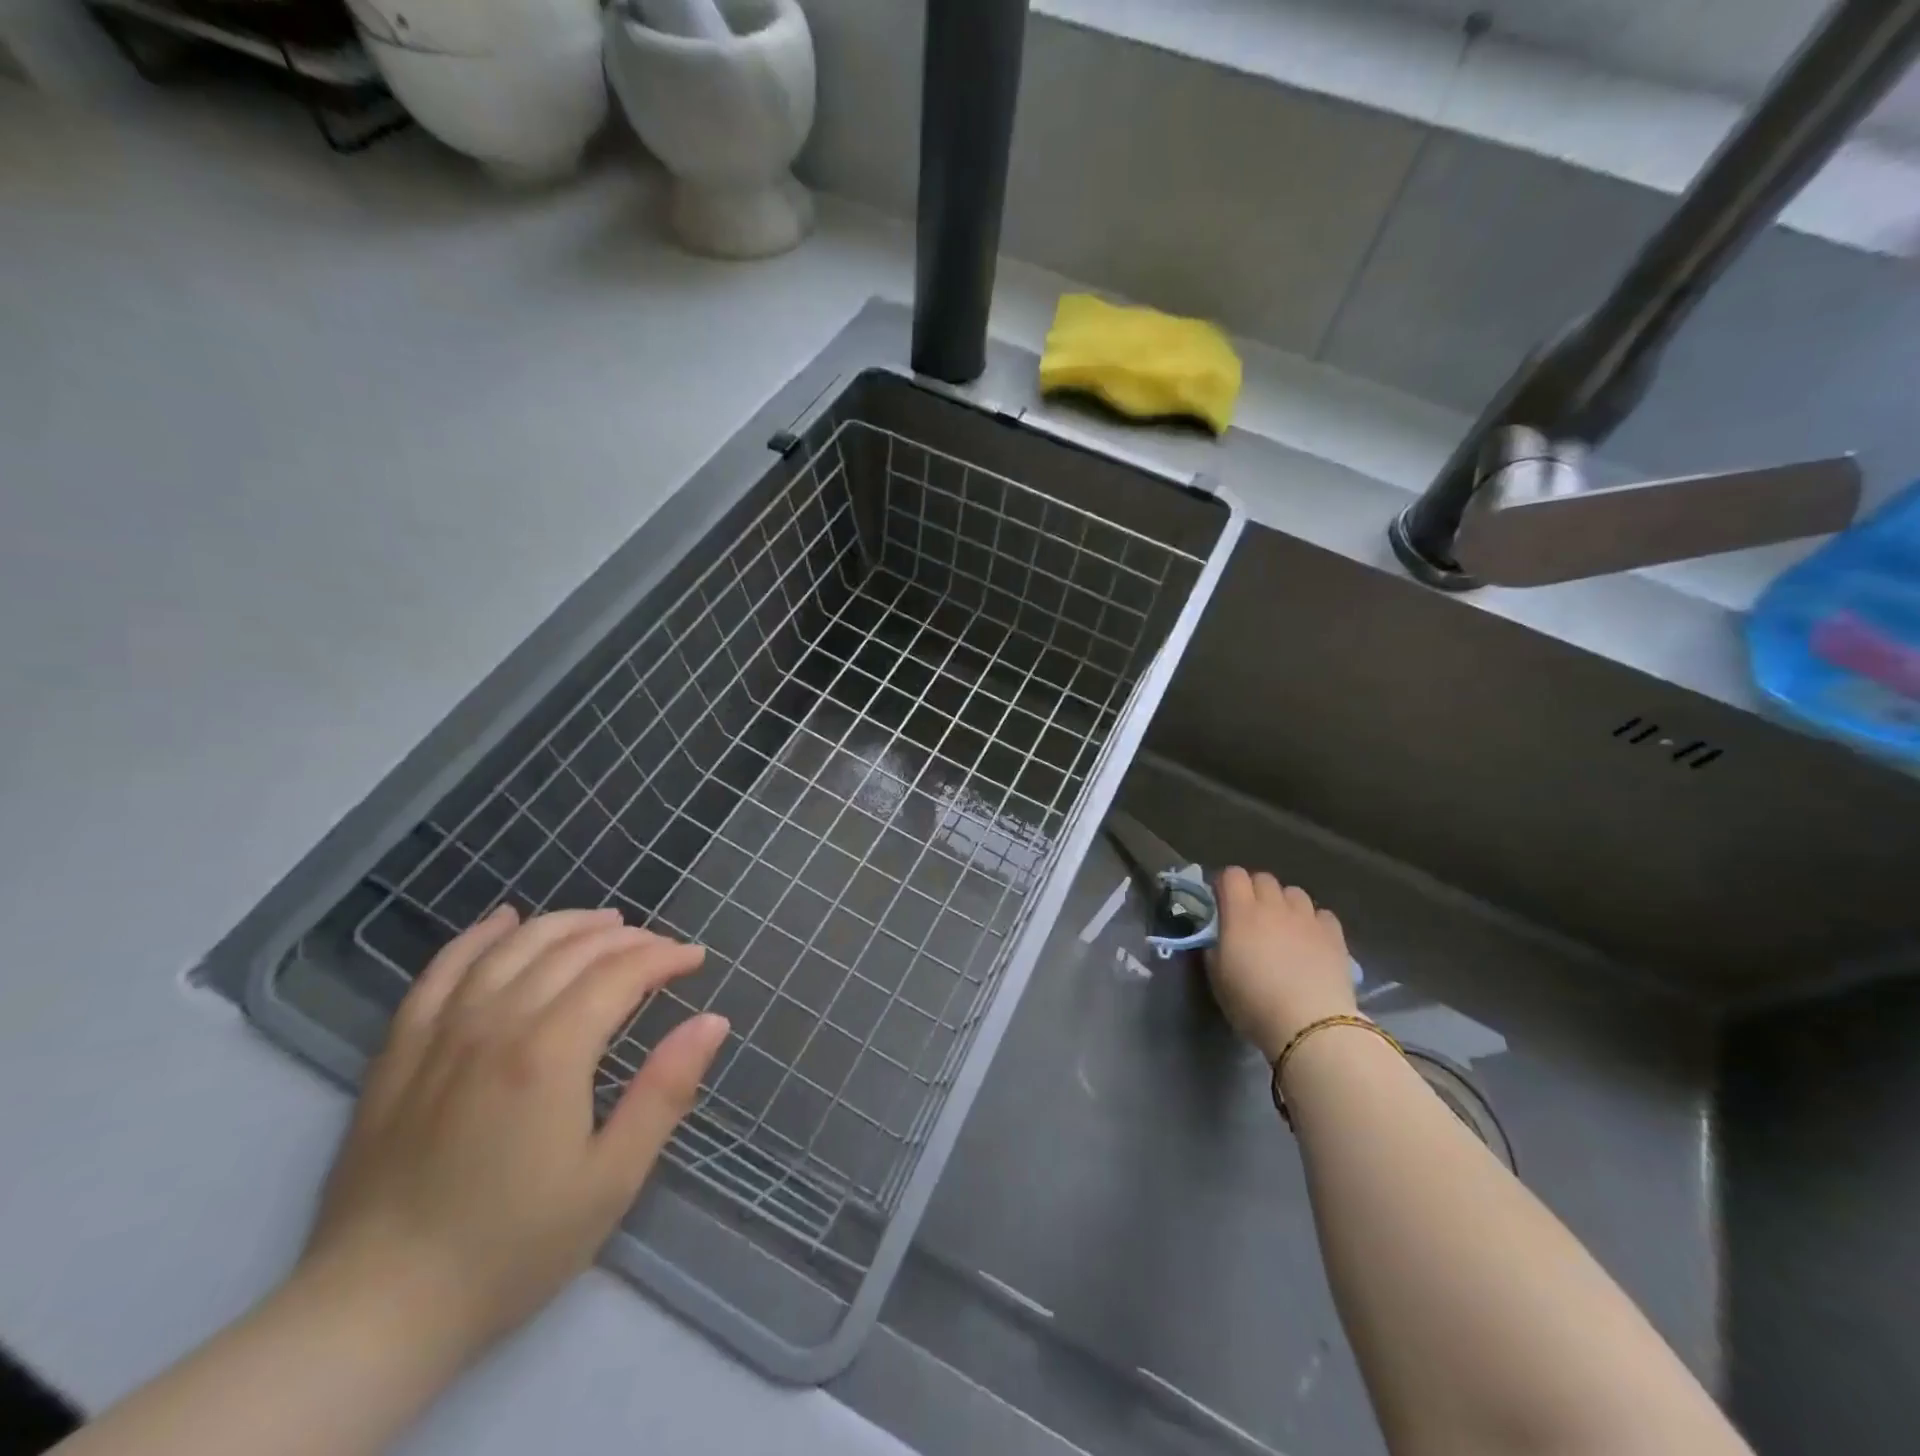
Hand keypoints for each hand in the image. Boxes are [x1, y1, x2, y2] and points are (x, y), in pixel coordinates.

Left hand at [295, 905, 727, 1364]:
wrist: (375, 1313)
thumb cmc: (512, 1248)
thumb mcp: (612, 1178)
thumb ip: (665, 1090)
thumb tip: (713, 1021)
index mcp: (550, 1052)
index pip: (620, 973)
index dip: (664, 957)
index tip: (695, 960)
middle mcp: (495, 1023)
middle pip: (571, 950)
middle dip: (627, 938)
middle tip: (661, 949)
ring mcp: (440, 1033)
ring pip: (512, 947)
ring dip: (566, 924)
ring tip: (605, 923)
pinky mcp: (399, 1051)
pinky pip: (441, 971)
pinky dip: (478, 937)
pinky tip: (504, 922)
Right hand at [1204, 869, 1355, 1061]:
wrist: (1308, 1024)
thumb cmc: (1253, 1002)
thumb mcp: (1217, 977)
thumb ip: (1215, 947)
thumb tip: (1218, 936)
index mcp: (1241, 913)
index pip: (1232, 875)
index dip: (1226, 884)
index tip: (1222, 901)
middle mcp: (1274, 906)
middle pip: (1264, 879)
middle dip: (1255, 890)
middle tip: (1251, 916)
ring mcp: (1307, 918)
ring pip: (1294, 892)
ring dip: (1285, 903)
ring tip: (1284, 927)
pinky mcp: (1334, 935)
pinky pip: (1322, 914)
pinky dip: (1314, 922)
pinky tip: (1312, 940)